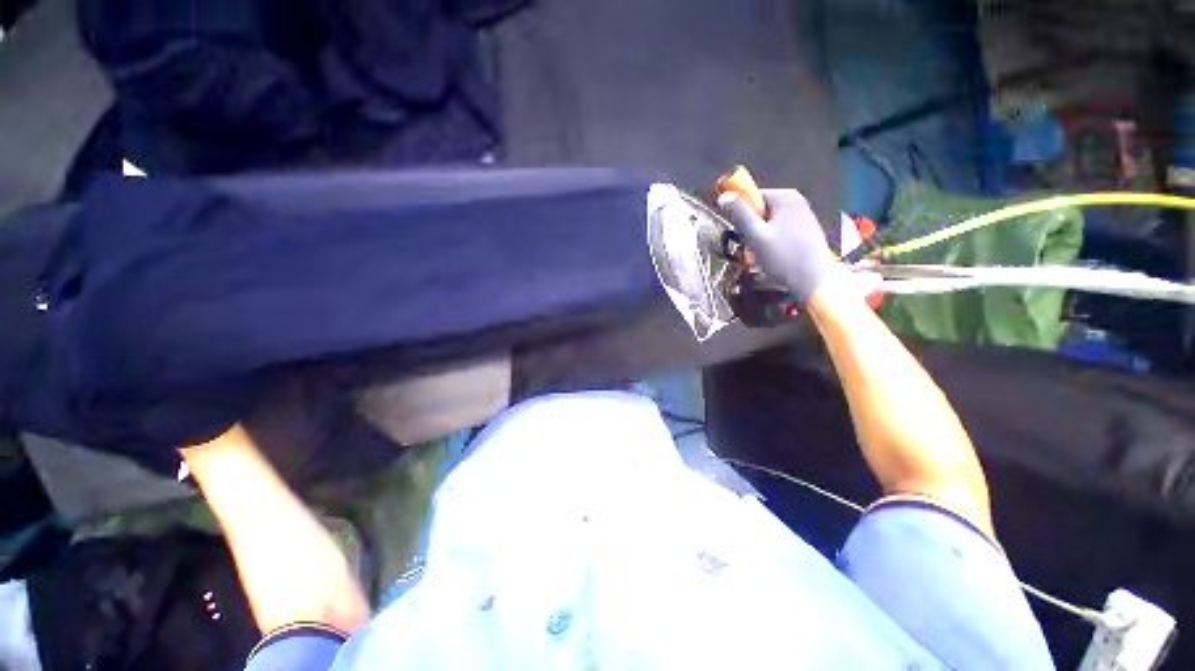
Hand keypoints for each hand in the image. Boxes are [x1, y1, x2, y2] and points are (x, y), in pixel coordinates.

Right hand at [717, 189, 839, 300]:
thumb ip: (740, 214)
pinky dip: (772, 243)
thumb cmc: (783, 257)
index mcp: (785, 197)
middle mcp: (796, 201)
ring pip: (769, 223)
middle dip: (751, 229)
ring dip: (760, 238)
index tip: (741, 233)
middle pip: (760, 210)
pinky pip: (779, 231)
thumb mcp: (756, 235)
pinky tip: (774, 257)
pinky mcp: (805, 230)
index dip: (742, 215)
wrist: (814, 280)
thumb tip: (724, 196)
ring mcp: (803, 215)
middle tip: (751, 248)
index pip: (751, 197)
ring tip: (762, 255)